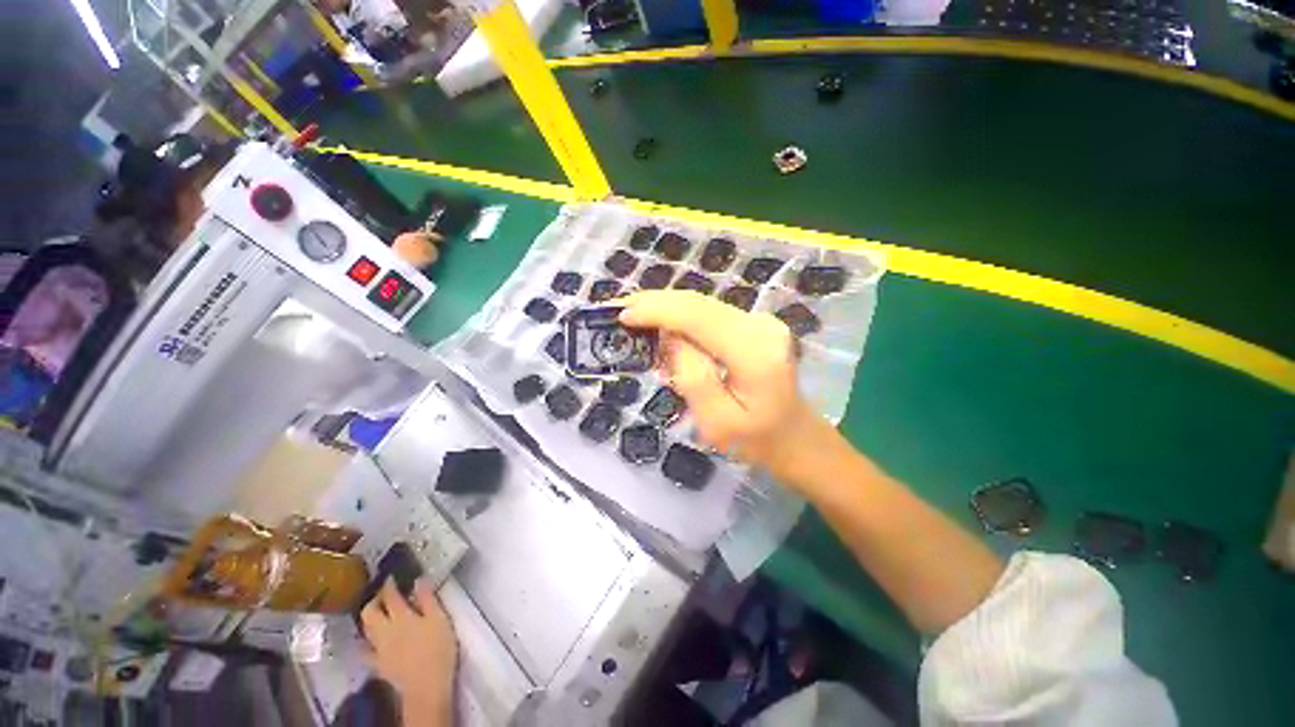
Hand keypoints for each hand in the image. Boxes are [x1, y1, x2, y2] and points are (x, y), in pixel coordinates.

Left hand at [361, 579, 456, 726]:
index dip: (389, 584)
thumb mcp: (440, 619)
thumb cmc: (438, 648)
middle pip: (369, 612)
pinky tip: (368, 642)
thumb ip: (428, 599)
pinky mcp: (378, 664)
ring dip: (368, 618)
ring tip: (377, 613)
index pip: (390, 596)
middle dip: (373, 601)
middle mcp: (385, 630)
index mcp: (401, 617)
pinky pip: (365, 651)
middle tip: (382, 594)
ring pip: (365, 629)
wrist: (426, 685)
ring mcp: (378, 649)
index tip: (391, 576)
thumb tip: (419, 579)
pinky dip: (365, 643)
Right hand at [619, 291, 830, 484]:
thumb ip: (692, 376)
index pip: (697, 316)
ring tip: (635, 318)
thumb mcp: (715, 421)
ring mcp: (760, 321)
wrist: (794, 435)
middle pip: (698, 303)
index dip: (656, 310)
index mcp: (753, 353)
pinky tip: (662, 328)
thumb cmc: (755, 440)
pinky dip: (682, 319)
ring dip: (666, 310)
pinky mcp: (754, 324)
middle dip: (655, 303)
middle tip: (619, 309)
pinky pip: (709, 315)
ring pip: (702, 305)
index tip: (622, 315)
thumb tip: (670, 337)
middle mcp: (760, 326)